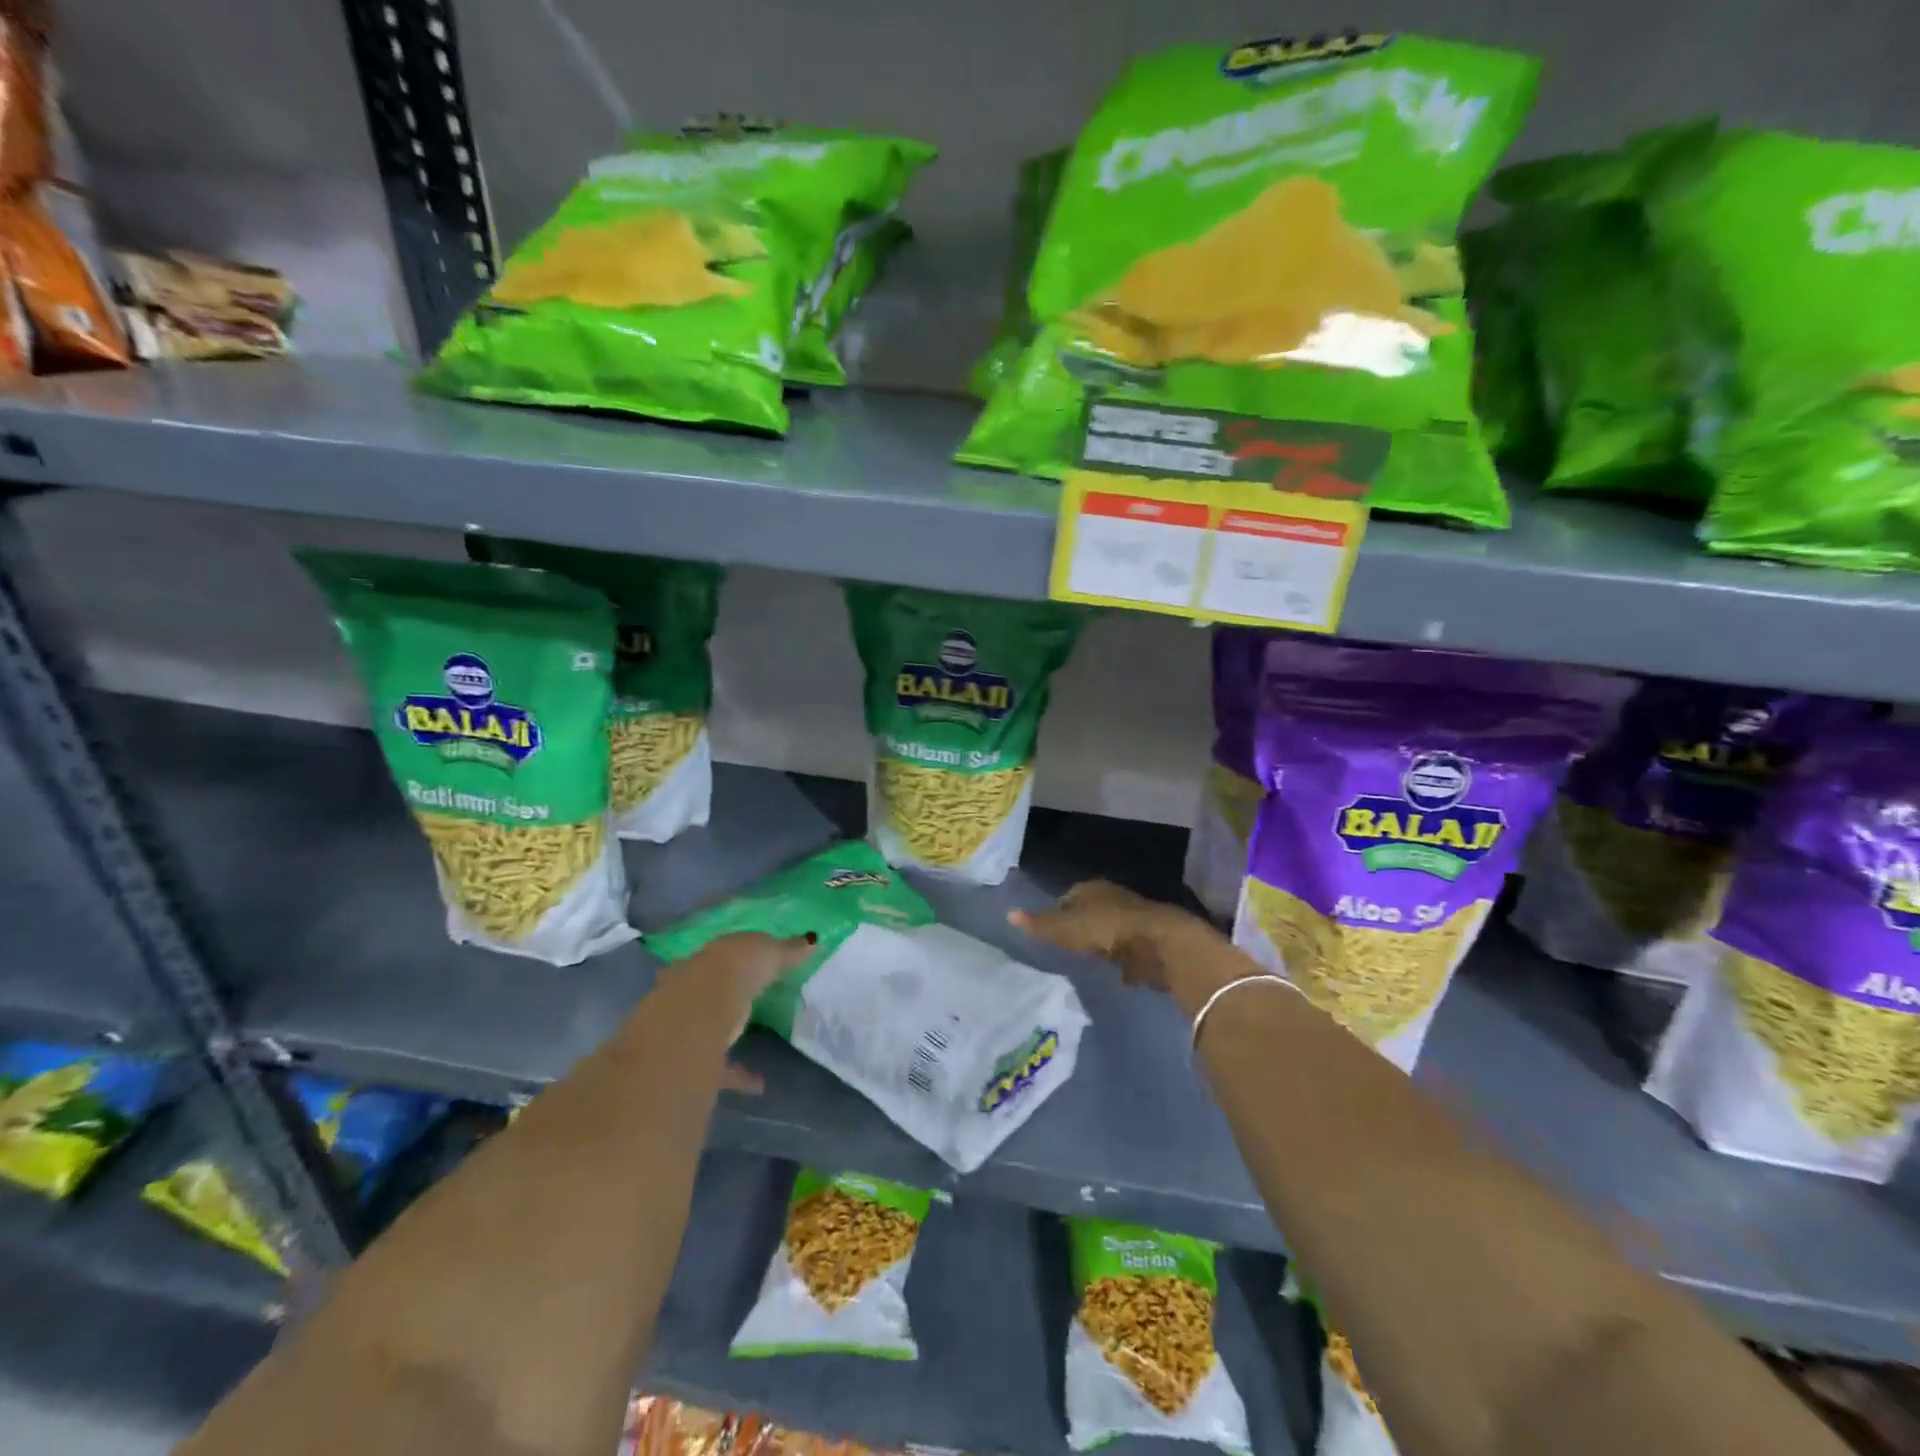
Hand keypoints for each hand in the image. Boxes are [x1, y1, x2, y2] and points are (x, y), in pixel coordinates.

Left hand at [653, 931, 817, 1092]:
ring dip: (727, 1035)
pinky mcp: (693, 1060)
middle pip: (709, 991)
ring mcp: (687, 1026)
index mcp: (706, 959)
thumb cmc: (735, 971)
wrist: (699, 1014)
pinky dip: (740, 1074)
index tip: (752, 966)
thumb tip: (813, 942)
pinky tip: (760, 1083)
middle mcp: (690, 989)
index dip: (736, 959)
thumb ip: (788, 950)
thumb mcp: (769, 952)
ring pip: (709, 1028)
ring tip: (755, 1042)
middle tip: (747, 1002)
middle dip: (725, 996)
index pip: (721, 955)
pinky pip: (720, 1067)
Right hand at [1008, 880, 1205, 995]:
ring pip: (1111, 931)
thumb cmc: (1108, 929)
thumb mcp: (1067, 928)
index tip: (1049, 930)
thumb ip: (1040, 925)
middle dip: (1081, 927)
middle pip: (1091, 913)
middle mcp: (1114, 899)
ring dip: (1103, 944)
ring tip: (1088, 962)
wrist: (1161, 944)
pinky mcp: (1151, 944)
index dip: (1058, 911)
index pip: (1069, 896)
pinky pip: (1130, 952)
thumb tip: (1008, 914)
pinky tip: (1117, 977)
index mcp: (1093, 889)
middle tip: (1066, 947)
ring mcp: (1135, 921)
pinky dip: (1123, 963)